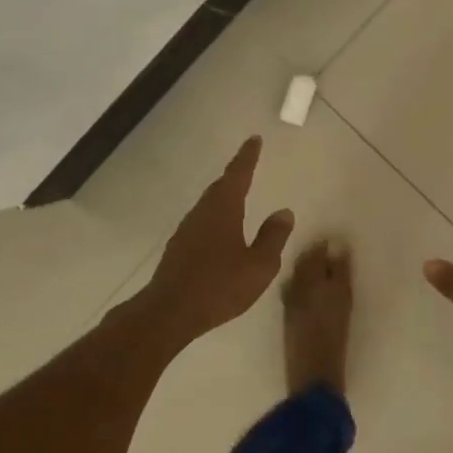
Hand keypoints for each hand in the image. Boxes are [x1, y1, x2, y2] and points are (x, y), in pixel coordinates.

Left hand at [136, 137, 294, 344]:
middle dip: (235, 175)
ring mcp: (186, 231)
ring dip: (224, 197)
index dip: (247, 157)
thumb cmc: (220, 286)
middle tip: (248, 165)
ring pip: (209, 205)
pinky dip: (215, 218)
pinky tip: (222, 232)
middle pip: (220, 187)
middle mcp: (202, 213)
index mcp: (224, 210)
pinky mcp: (178, 249)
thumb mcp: (259, 265)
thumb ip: (273, 237)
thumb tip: (283, 212)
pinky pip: (202, 223)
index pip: (238, 175)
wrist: (169, 312)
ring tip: (238, 197)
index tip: (254, 140)